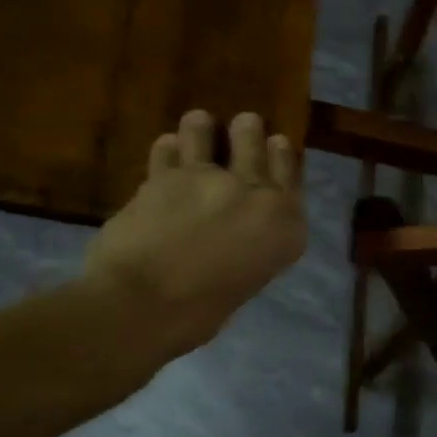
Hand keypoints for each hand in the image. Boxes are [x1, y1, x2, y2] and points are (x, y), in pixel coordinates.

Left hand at [84, 110, 307, 356]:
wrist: (146, 305)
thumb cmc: (202, 312)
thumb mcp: (248, 278)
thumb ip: (250, 244)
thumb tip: (233, 232)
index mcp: (285, 227)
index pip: (290, 176)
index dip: (281, 156)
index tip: (276, 142)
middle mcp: (255, 195)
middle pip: (255, 143)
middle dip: (247, 131)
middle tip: (244, 124)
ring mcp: (208, 179)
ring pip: (204, 131)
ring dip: (201, 128)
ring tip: (198, 125)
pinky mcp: (164, 176)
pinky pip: (167, 149)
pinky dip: (168, 149)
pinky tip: (167, 150)